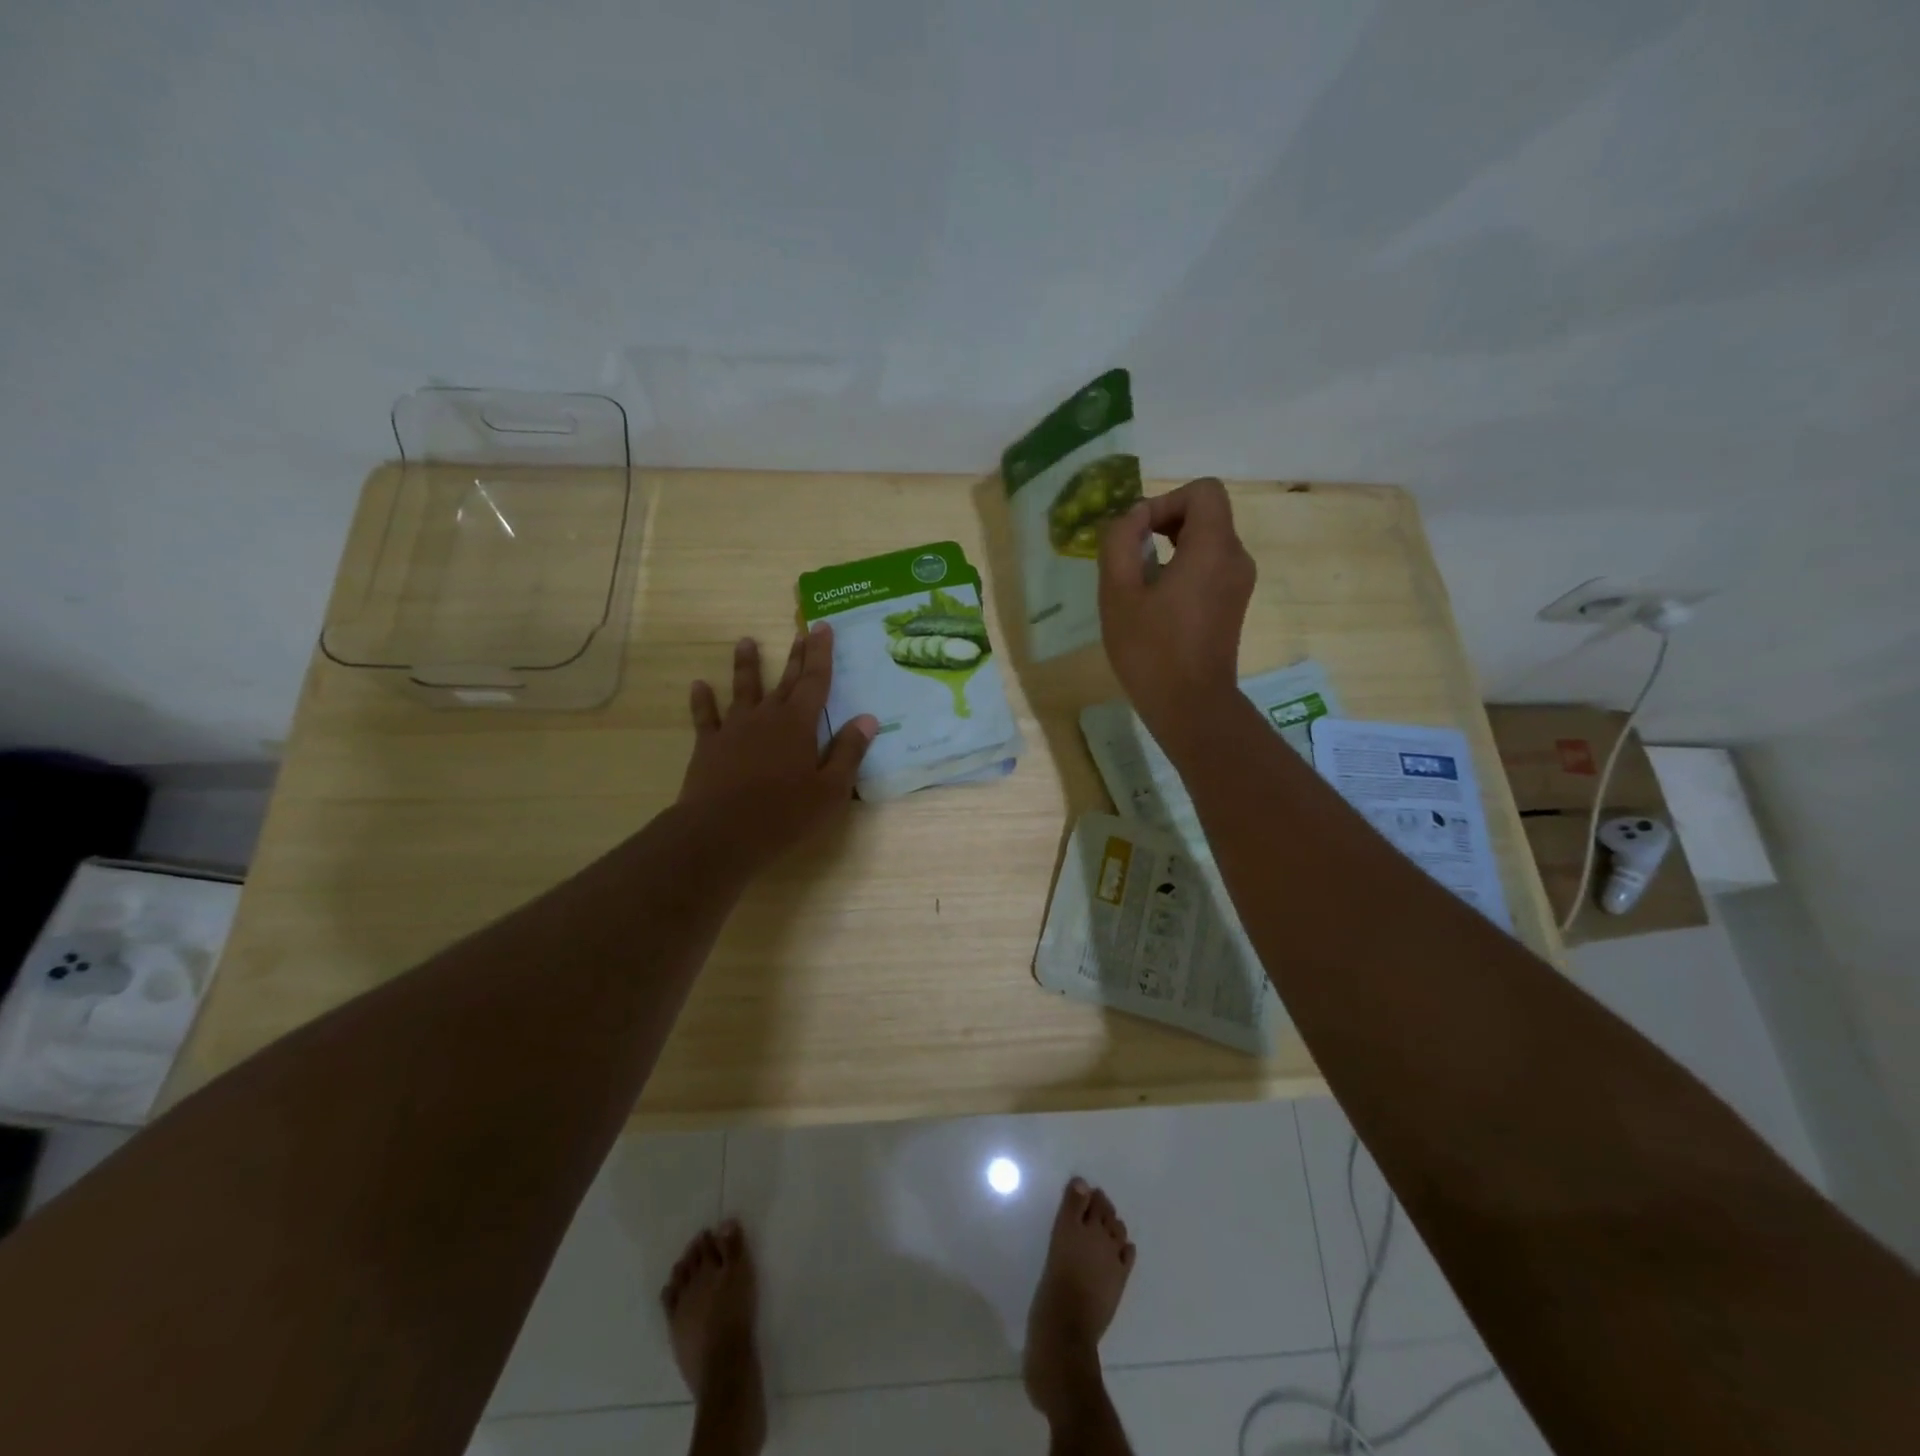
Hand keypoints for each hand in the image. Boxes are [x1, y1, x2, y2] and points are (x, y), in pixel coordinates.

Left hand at [678, 626, 876, 872]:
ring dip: (746, 665)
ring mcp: (734, 728)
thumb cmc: (784, 814)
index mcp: (799, 724)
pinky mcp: (709, 745)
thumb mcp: (830, 790)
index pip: (816, 681)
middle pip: (786, 680)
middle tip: (801, 631)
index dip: (821, 653)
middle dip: (796, 655)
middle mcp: (767, 717)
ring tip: (746, 642)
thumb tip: (868, 719)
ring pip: (742, 689)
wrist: (721, 833)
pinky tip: (698, 686)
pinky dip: (702, 701)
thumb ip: (849, 752)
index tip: (823, 627)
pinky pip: (705, 717)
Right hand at [1097, 477, 1255, 742]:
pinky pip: (1210, 567)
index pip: (1202, 491)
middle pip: (1206, 513)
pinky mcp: (1234, 604)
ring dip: (1171, 549)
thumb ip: (1121, 540)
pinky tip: (1157, 604)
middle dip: (1165, 524)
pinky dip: (1184, 569)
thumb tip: (1133, 518)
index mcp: (1213, 547)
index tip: (1138, 535)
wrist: (1190, 706)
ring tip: (1140, 584)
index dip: (1165, 501)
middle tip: (1131, 558)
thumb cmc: (1150, 649)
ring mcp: (1239, 583)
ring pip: (1207, 541)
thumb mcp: (1118, 592)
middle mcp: (1236, 557)